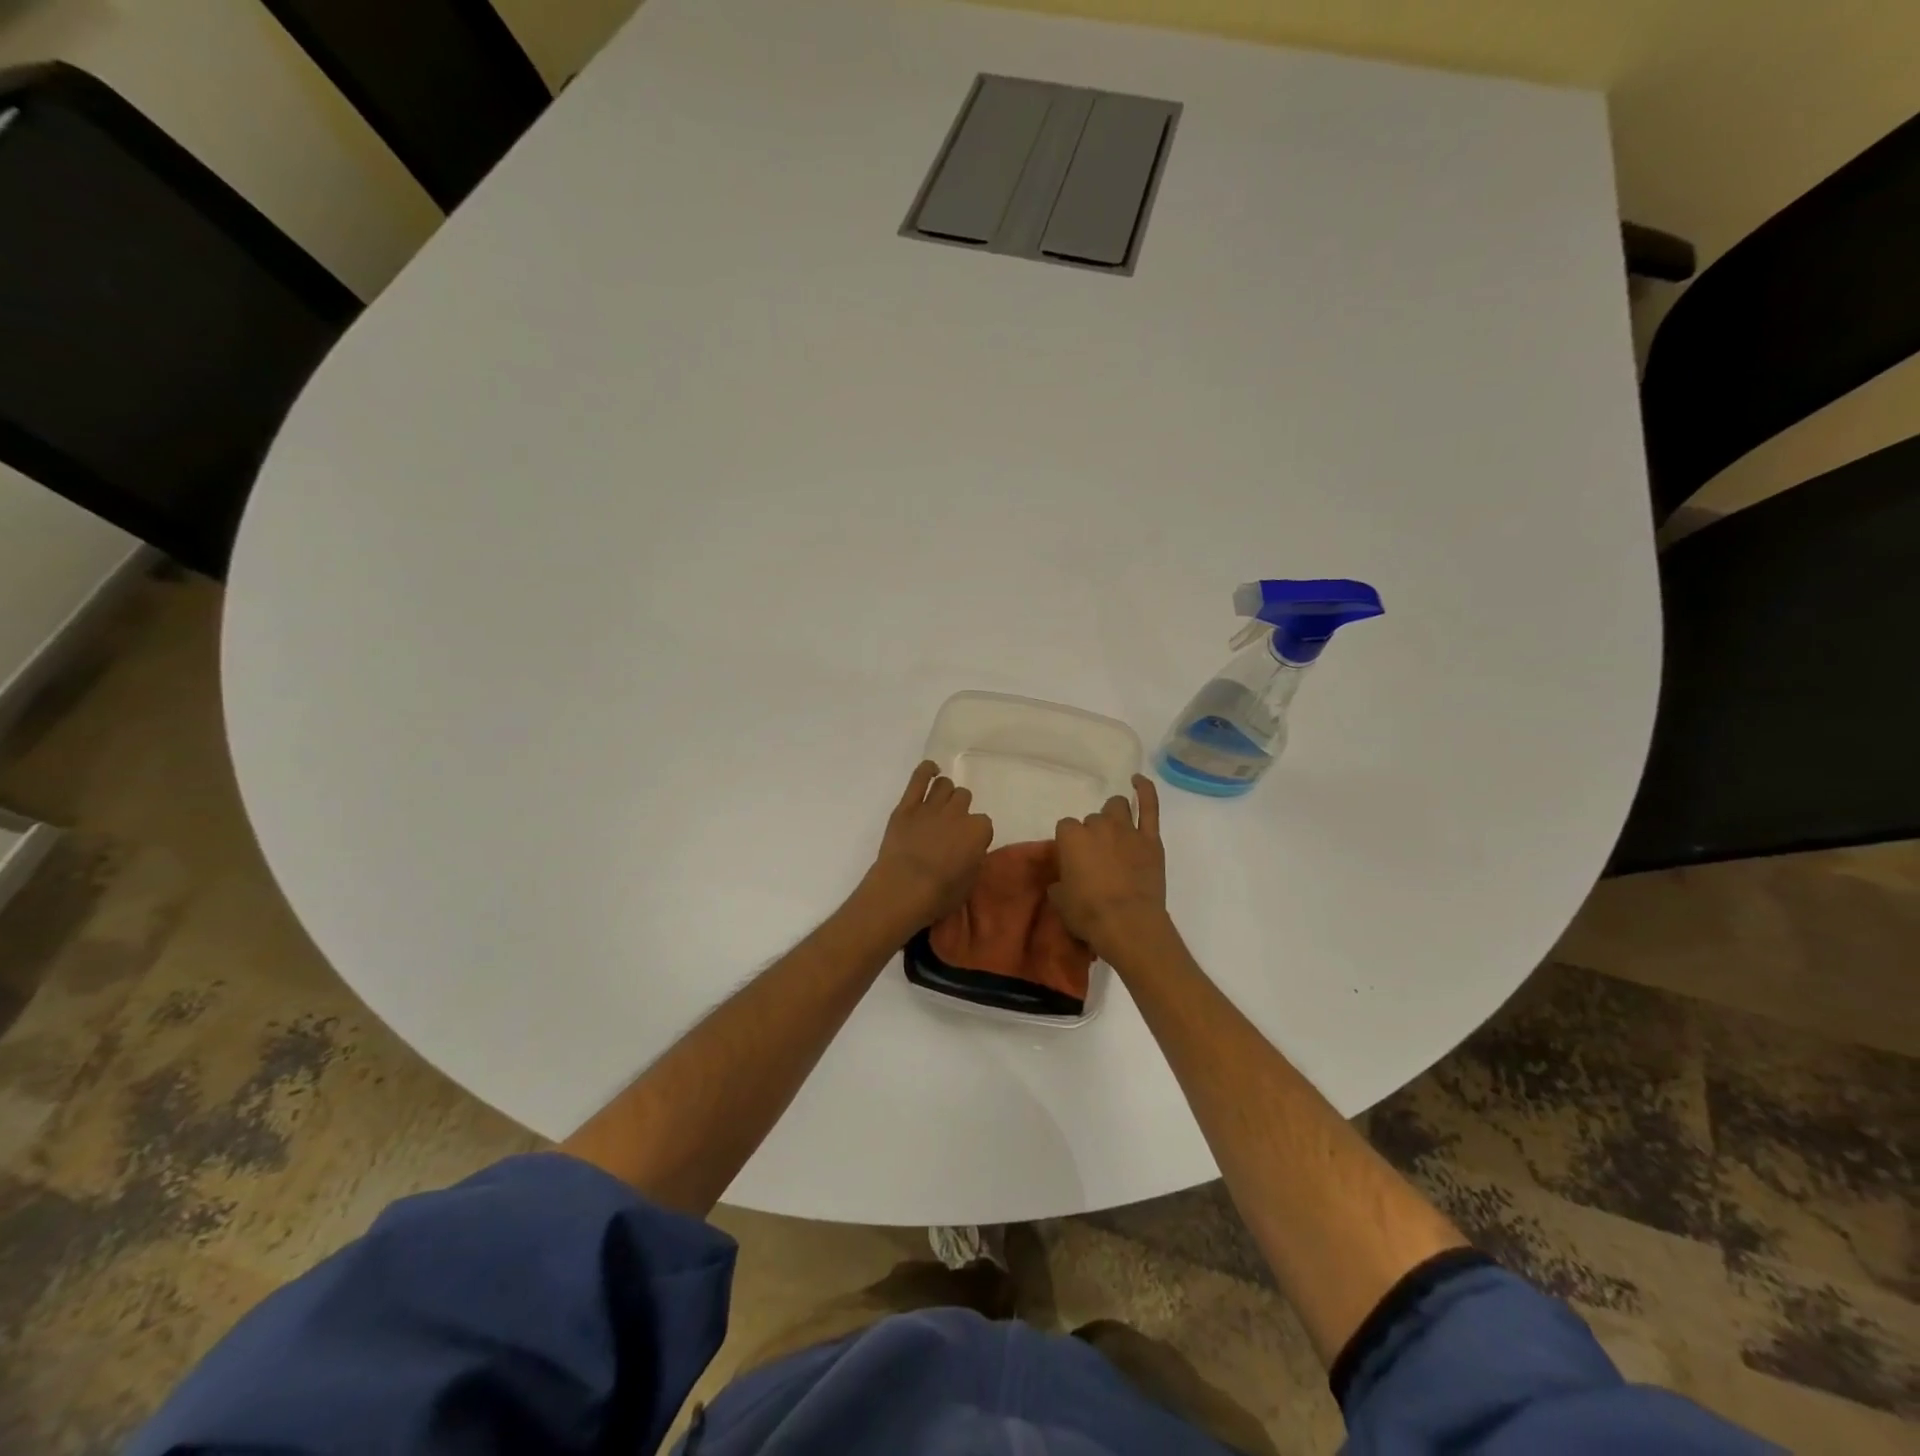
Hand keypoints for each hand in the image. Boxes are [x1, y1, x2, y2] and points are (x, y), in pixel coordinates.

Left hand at [861, 761, 992, 932]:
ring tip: (938, 805)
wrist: (903, 889)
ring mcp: (931, 806)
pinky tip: (930, 770)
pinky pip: (919, 777)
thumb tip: (969, 850)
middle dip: (959, 809)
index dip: (975, 833)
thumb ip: (973, 858)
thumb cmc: (939, 895)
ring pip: (945, 784)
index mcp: (978, 831)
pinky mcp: (907, 805)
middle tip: (949, 825)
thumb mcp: (969, 882)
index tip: (967, 844)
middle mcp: (958, 812)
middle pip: (964, 797)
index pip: (984, 823)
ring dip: (944, 793)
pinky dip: (926, 770)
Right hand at [1051, 774, 1170, 961]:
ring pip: (1116, 806)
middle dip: (1093, 834)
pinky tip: (1139, 780)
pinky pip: (1149, 806)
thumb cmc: (1088, 914)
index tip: (1074, 859)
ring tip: (1115, 830)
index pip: (1066, 828)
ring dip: (1113, 815)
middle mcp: (1097, 826)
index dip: (1070, 843)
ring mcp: (1126, 830)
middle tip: (1097, 856)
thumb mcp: (1061, 901)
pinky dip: (1145, 790)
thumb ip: (1060, 883)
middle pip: (1092, 820)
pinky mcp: (1150, 839)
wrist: (1128, 924)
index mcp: (1071, 838)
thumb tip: (1062, 881)